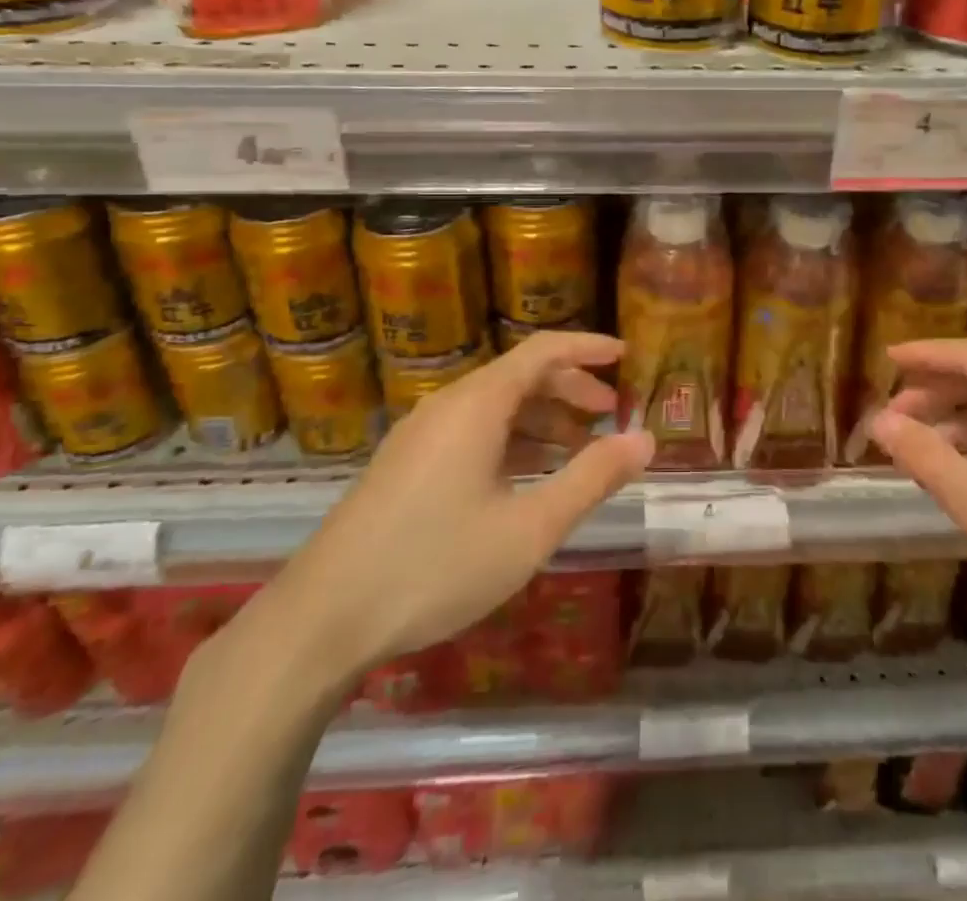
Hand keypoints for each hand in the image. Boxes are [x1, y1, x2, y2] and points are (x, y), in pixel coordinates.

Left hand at [249, 331, 653, 690]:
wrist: (321, 620)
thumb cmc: (436, 565)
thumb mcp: (529, 528)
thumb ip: (592, 479)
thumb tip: (645, 440)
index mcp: (477, 404)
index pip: (543, 350)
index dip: (587, 347)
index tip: (627, 355)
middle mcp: (447, 406)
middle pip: (520, 376)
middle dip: (571, 388)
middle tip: (612, 413)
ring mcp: (420, 435)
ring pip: (495, 407)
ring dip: (542, 419)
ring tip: (580, 450)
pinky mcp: (405, 465)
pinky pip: (471, 432)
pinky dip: (511, 441)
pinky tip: (527, 477)